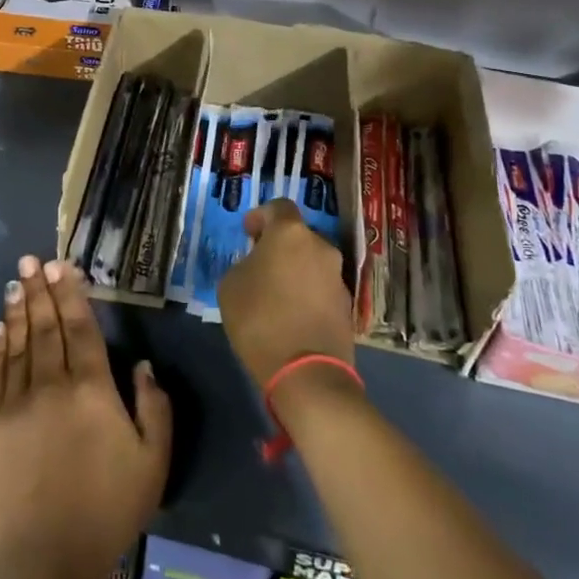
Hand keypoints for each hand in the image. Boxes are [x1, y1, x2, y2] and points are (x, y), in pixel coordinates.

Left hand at [0, 256, 171, 578]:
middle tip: (32, 260)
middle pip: (45, 327)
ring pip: (18, 343)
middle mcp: (52, 385)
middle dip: (40, 290)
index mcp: (92, 390)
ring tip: (16, 281)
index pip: (80, 328)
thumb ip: (153, 407)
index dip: (71, 294)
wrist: (44, 559)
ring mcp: (16, 403)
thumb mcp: (152, 463)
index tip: (61, 267)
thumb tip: (141, 364)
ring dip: (18, 309)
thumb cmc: (107, 511)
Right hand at [216, 199, 353, 387]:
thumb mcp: (231, 285)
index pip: (279, 206)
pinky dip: (307, 293)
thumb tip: (258, 266)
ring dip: (295, 270)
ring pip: (311, 262)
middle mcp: (321, 247)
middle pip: (298, 236)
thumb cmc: (259, 318)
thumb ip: (245, 264)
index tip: (248, 233)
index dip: (261, 216)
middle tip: (260, 266)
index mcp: (290, 234)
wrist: (306, 372)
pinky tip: (292, 315)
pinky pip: (321, 288)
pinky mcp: (347, 306)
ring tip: (275, 295)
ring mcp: (338, 277)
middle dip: (279, 246)